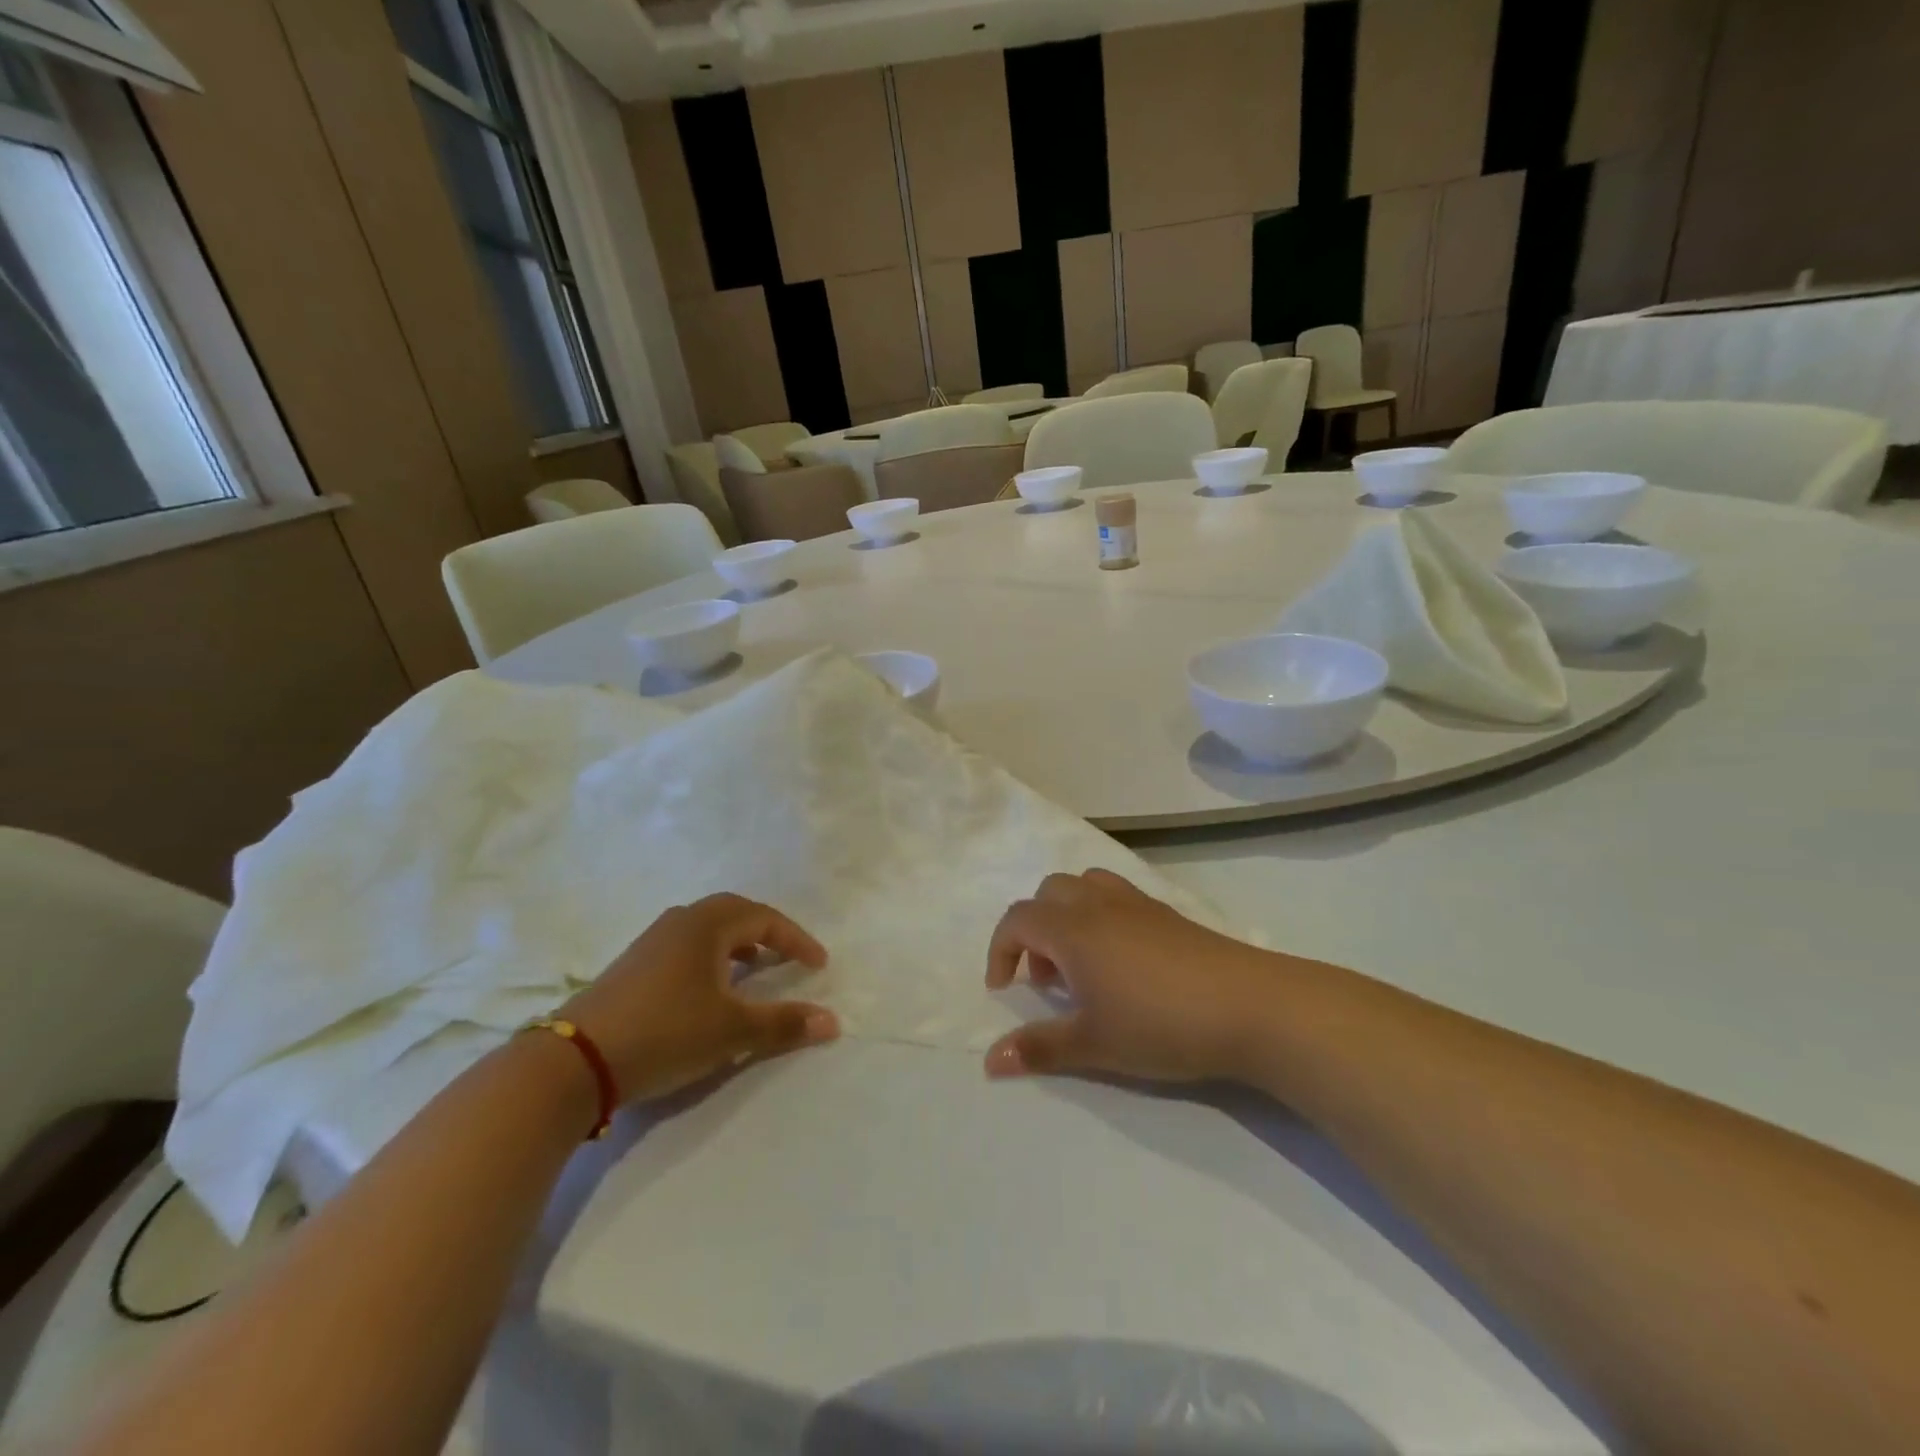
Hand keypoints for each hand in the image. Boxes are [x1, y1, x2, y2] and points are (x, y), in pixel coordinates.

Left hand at [558, 894, 837, 1103]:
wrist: (574, 1060)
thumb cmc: (666, 1032)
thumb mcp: (732, 1031)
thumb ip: (784, 1023)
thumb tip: (833, 1022)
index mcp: (708, 924)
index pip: (765, 919)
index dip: (796, 940)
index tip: (818, 964)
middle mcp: (680, 921)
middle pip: (734, 914)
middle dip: (766, 934)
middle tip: (786, 958)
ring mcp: (651, 942)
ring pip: (706, 930)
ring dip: (736, 946)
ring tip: (752, 972)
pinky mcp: (632, 966)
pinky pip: (685, 947)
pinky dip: (710, 959)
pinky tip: (708, 991)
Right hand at [983, 869, 1281, 1084]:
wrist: (1250, 1006)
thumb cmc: (1160, 1024)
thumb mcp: (1094, 1044)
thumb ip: (1039, 1048)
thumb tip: (990, 1061)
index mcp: (1072, 928)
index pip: (1017, 919)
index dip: (1001, 949)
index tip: (1004, 988)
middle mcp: (1099, 904)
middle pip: (1049, 893)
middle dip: (1035, 929)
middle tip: (1049, 979)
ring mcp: (1137, 904)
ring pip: (1086, 886)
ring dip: (1069, 915)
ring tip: (1084, 964)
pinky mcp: (1169, 913)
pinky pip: (1118, 896)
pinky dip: (1102, 916)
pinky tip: (1125, 963)